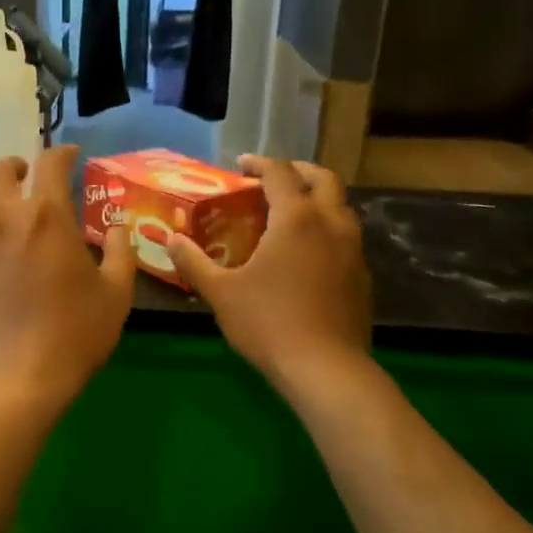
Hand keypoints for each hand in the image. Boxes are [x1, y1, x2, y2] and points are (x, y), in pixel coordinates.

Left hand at [0, 145, 133, 404]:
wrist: (16, 375)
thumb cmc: (74, 334)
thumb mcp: (116, 294)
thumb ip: (119, 251)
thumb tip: (116, 227)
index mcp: (47, 214)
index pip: (50, 163)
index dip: (62, 153)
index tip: (71, 156)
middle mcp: (3, 214)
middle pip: (1, 169)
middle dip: (19, 165)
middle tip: (30, 176)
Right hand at [169, 156, 372, 391]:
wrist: (326, 369)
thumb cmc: (268, 322)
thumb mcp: (220, 292)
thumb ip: (194, 262)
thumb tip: (171, 240)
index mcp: (296, 218)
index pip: (280, 172)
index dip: (259, 164)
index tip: (240, 166)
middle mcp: (331, 223)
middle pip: (323, 179)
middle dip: (297, 171)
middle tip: (272, 180)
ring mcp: (353, 250)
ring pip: (340, 207)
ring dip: (316, 200)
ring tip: (288, 215)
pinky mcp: (361, 276)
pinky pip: (345, 237)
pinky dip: (326, 229)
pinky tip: (305, 255)